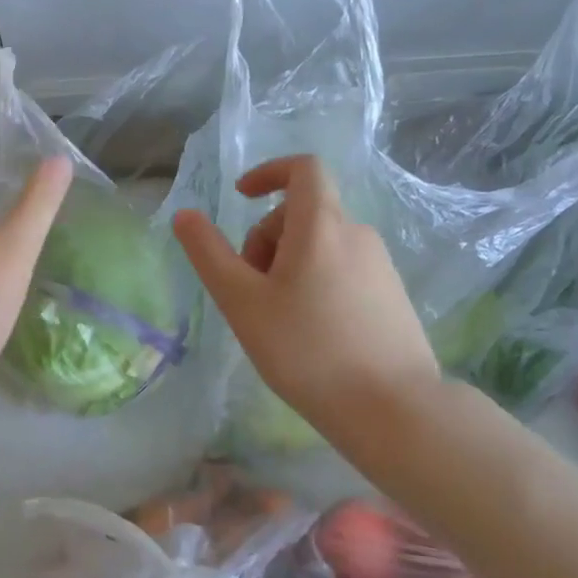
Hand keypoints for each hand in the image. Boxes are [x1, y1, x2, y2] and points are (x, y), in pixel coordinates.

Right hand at [171, 155, 437, 432]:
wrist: (392, 408)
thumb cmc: (306, 349)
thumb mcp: (242, 301)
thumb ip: (209, 254)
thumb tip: (186, 215)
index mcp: (322, 225)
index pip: (303, 168)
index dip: (268, 173)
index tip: (240, 198)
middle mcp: (357, 234)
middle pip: (302, 213)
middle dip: (266, 239)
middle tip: (249, 290)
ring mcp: (380, 266)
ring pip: (321, 245)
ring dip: (288, 264)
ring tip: (275, 317)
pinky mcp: (391, 296)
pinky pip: (343, 269)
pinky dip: (315, 281)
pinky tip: (309, 333)